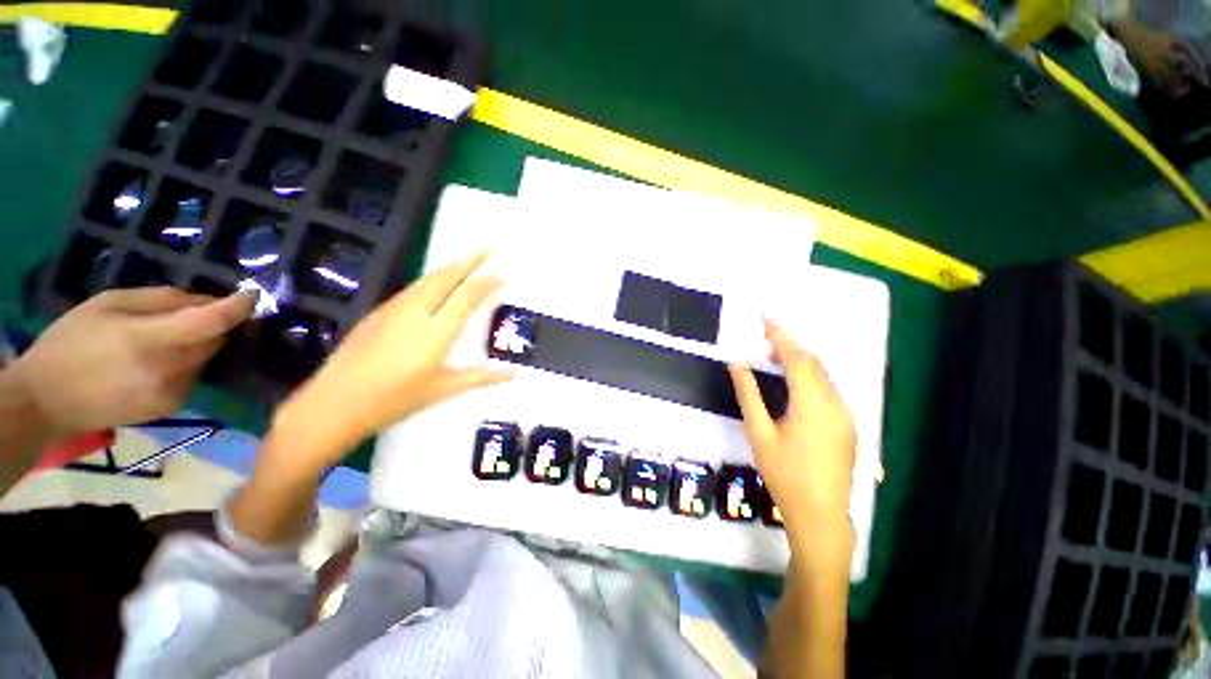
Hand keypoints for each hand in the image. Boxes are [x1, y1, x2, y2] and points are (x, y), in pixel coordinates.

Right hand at [11, 287, 254, 436]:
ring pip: (206, 358)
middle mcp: (173, 371)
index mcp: (153, 342)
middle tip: (189, 312)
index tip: (252, 295)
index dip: (237, 307)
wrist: (45, 402)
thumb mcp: (109, 304)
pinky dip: (186, 362)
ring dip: (197, 343)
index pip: (212, 323)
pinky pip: (193, 375)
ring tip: (160, 339)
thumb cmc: (70, 343)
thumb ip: (162, 300)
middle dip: (212, 323)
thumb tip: (207, 300)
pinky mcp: (173, 408)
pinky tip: (155, 361)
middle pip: (215, 340)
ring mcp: (176, 393)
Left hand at [272, 251, 511, 472]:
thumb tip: (512, 374)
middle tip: (489, 249)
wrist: (333, 403)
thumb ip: (480, 377)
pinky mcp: (379, 312)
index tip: (502, 276)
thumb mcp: (442, 390)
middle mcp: (416, 312)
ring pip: (428, 279)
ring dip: (451, 266)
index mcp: (436, 332)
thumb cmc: (393, 400)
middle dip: (470, 261)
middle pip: (446, 277)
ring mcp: (394, 309)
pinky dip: (433, 278)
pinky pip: (413, 287)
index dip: (486, 282)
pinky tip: (437, 284)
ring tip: (468, 261)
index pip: (466, 296)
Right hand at [728, 319, 855, 546]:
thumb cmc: (784, 474)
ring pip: (823, 376)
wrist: (820, 515)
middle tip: (764, 340)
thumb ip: (748, 394)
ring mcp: (845, 415)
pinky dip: (810, 378)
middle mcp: (835, 403)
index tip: (765, 319)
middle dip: (790, 347)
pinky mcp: (848, 426)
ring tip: (775, 358)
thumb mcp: (759, 432)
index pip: (796, 357)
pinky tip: (794, 385)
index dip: (780, 336)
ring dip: (800, 362)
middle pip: (813, 363)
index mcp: (812, 403)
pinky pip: (828, 390)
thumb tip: (737, 364)